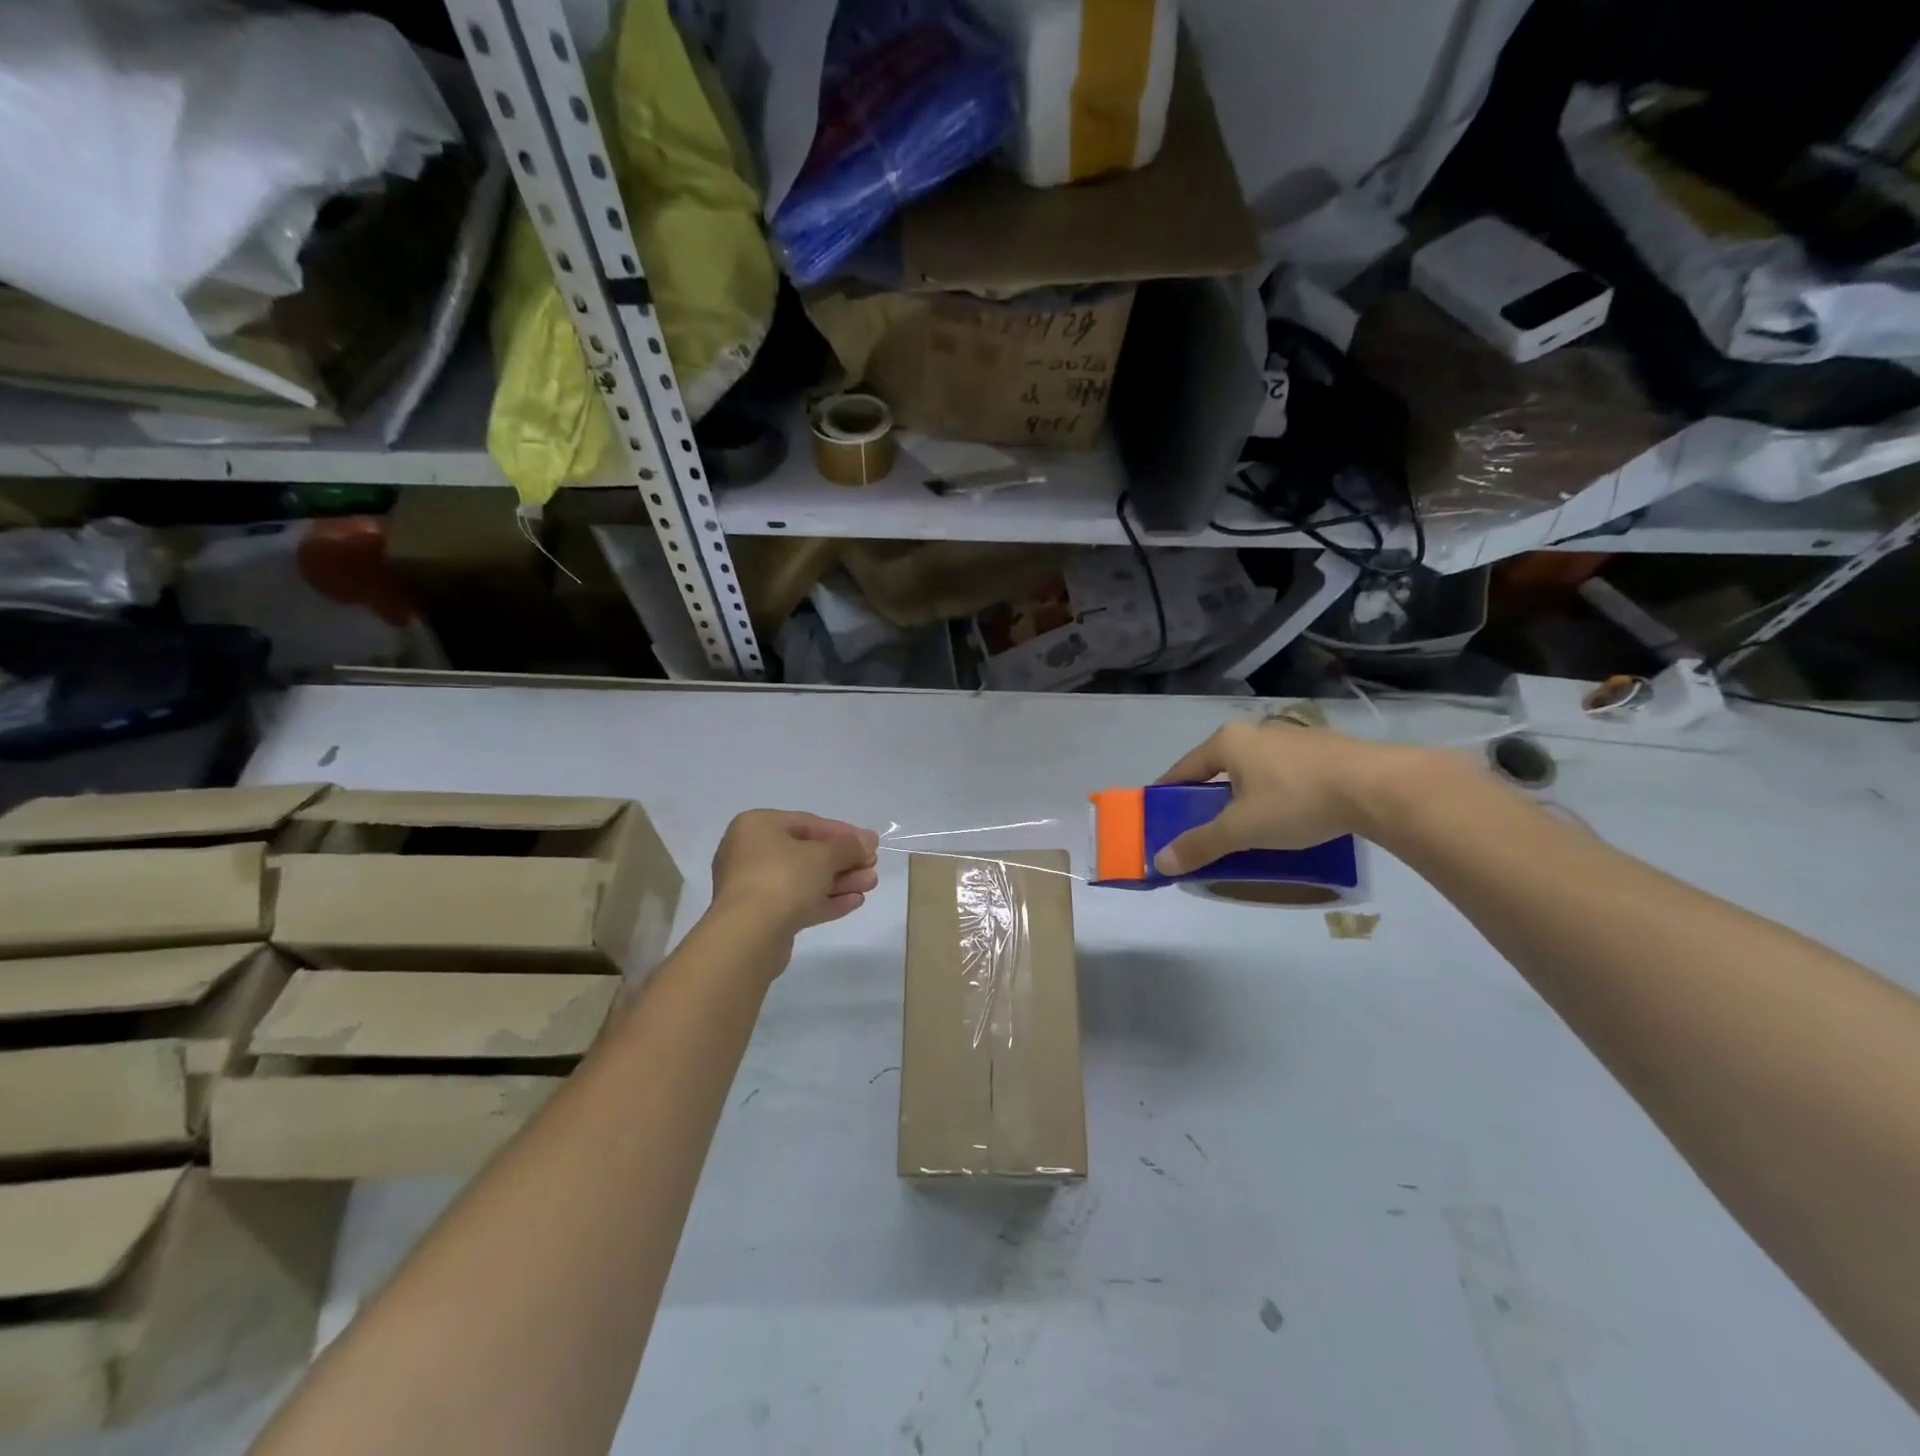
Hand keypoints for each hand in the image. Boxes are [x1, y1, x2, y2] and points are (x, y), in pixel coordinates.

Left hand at [709, 810, 879, 941]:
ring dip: (839, 881)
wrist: (748, 935)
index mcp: (757, 826)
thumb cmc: (783, 878)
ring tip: (870, 885)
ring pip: (804, 880)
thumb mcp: (823, 855)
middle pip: (807, 853)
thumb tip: (868, 840)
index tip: (870, 844)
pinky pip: (797, 902)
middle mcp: (750, 852)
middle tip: (872, 866)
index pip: (808, 823)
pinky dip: (825, 900)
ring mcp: (753, 886)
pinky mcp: (761, 917)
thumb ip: (849, 846)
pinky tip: (855, 902)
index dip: (843, 833)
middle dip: (844, 861)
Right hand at [1153, 720, 1436, 873]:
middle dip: (1208, 799)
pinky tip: (1288, 819)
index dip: (1168, 793)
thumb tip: (1159, 862)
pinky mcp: (1324, 752)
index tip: (1160, 815)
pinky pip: (1284, 776)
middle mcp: (1256, 732)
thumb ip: (1200, 844)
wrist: (1379, 787)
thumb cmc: (1296, 801)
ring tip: (1248, 829)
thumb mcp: (1241, 829)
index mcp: (1228, 742)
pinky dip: (1275, 796)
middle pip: (1219, 769)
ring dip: (1244, 798)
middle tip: (1204, 829)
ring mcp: (1293, 739)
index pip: (1183, 769)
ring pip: (1254, 772)